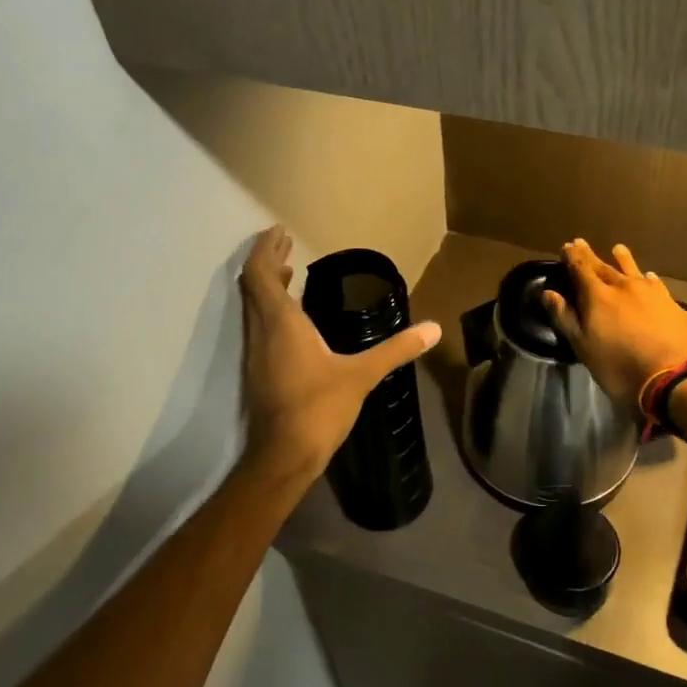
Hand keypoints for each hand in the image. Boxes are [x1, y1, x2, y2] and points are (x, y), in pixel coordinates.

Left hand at [238, 227, 440, 488]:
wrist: (283, 456)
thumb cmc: (319, 408)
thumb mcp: (362, 375)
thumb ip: (397, 349)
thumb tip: (434, 329)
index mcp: (281, 323)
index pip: (261, 274)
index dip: (266, 249)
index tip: (279, 231)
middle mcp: (261, 331)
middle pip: (252, 284)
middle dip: (267, 259)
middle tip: (285, 243)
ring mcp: (255, 351)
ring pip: (252, 305)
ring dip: (267, 283)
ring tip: (289, 270)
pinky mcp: (257, 369)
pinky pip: (258, 323)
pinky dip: (270, 306)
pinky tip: (292, 316)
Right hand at [541, 239, 686, 404]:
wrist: (675, 376)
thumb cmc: (620, 366)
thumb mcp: (584, 347)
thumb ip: (565, 318)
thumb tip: (548, 293)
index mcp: (598, 296)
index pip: (581, 269)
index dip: (572, 257)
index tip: (566, 247)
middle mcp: (624, 286)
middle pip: (604, 266)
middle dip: (590, 256)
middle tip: (581, 243)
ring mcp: (651, 293)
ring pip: (633, 270)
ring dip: (623, 259)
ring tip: (617, 248)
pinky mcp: (672, 304)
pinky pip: (655, 284)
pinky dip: (648, 279)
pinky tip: (650, 277)